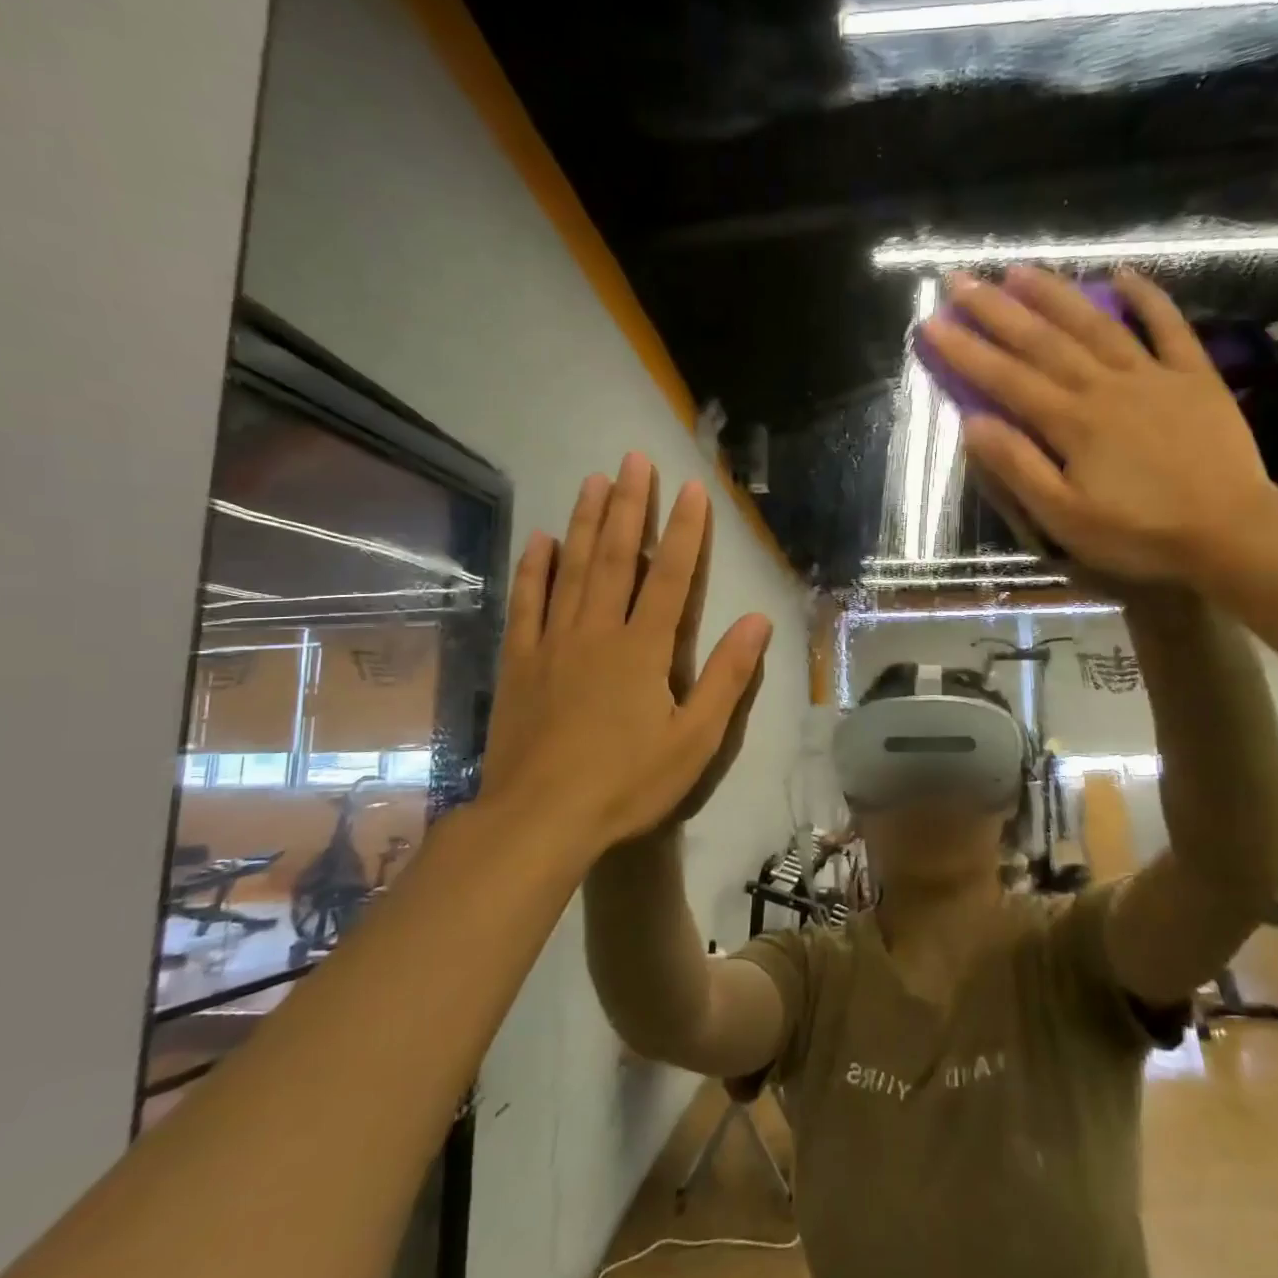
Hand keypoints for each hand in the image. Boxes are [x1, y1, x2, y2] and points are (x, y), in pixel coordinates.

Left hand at [472, 455, 772, 865]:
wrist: (540, 818)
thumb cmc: (627, 782)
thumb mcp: (695, 739)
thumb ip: (727, 677)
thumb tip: (758, 622)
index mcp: (643, 649)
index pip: (669, 576)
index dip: (684, 531)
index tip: (690, 488)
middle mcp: (597, 631)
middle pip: (615, 557)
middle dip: (629, 506)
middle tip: (633, 459)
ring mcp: (552, 643)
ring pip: (571, 569)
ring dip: (585, 522)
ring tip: (593, 480)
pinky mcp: (519, 663)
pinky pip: (527, 604)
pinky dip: (534, 570)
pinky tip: (540, 540)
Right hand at [920, 265, 1277, 585]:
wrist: (1231, 531)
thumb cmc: (1140, 533)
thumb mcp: (1065, 518)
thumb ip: (1019, 468)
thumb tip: (973, 424)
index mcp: (1071, 422)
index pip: (1006, 378)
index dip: (965, 350)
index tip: (931, 323)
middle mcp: (1105, 385)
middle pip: (1043, 340)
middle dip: (996, 309)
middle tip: (959, 280)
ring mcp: (1153, 375)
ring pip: (1095, 323)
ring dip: (1054, 293)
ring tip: (1018, 269)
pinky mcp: (1194, 377)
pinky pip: (1168, 327)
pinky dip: (1146, 299)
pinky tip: (1121, 275)